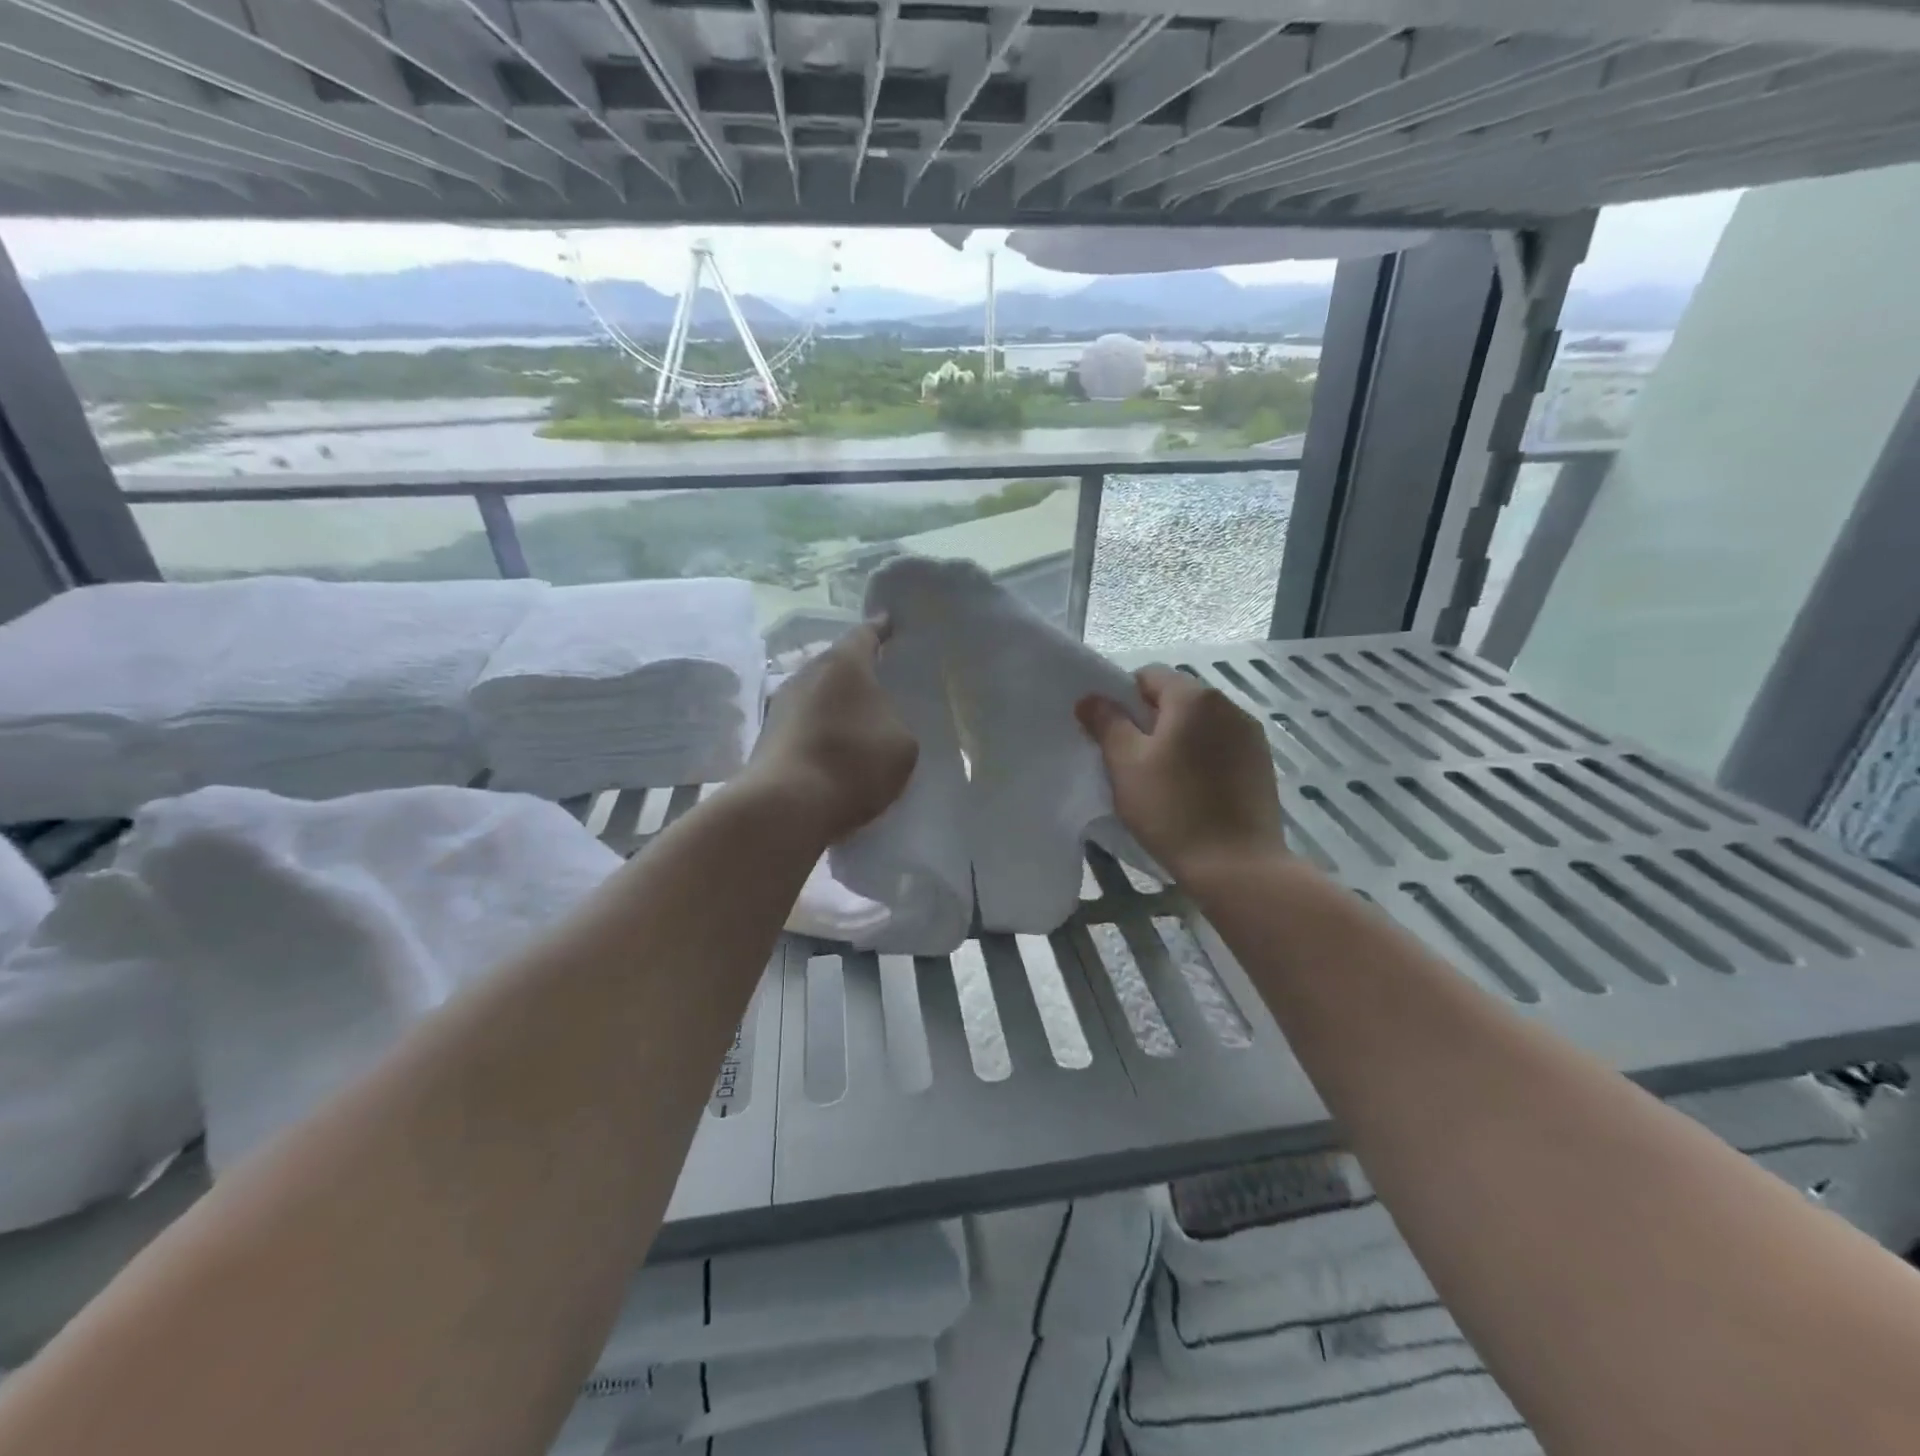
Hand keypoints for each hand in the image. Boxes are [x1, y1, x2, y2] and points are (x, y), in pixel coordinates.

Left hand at [744, 621, 917, 842]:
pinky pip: (803, 724)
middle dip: (855, 672)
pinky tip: (833, 750)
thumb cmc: (853, 762)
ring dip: (834, 704)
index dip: (880, 629)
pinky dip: (819, 731)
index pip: (865, 634)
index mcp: (844, 664)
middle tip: (878, 682)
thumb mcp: (902, 745)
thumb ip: (895, 723)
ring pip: (816, 694)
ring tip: (856, 721)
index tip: (888, 623)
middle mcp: (807, 673)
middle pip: (836, 664)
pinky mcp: (766, 737)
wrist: (786, 805)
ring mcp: (781, 705)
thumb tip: (879, 724)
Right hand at [1077, 665, 1286, 877]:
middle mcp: (1229, 706)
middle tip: (1131, 761)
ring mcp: (1251, 736)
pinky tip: (1193, 793)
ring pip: (1201, 725)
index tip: (1112, 735)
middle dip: (1150, 721)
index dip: (1123, 699)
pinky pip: (1221, 748)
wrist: (1237, 866)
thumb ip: (1107, 723)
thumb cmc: (1172, 809)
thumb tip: (1091, 698)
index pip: (1148, 676)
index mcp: (1194, 698)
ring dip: (1178, 740)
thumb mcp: (1126, 764)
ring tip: (1163, 780)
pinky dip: (1202, 759)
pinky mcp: (1262, 766)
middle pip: (1177, 698)